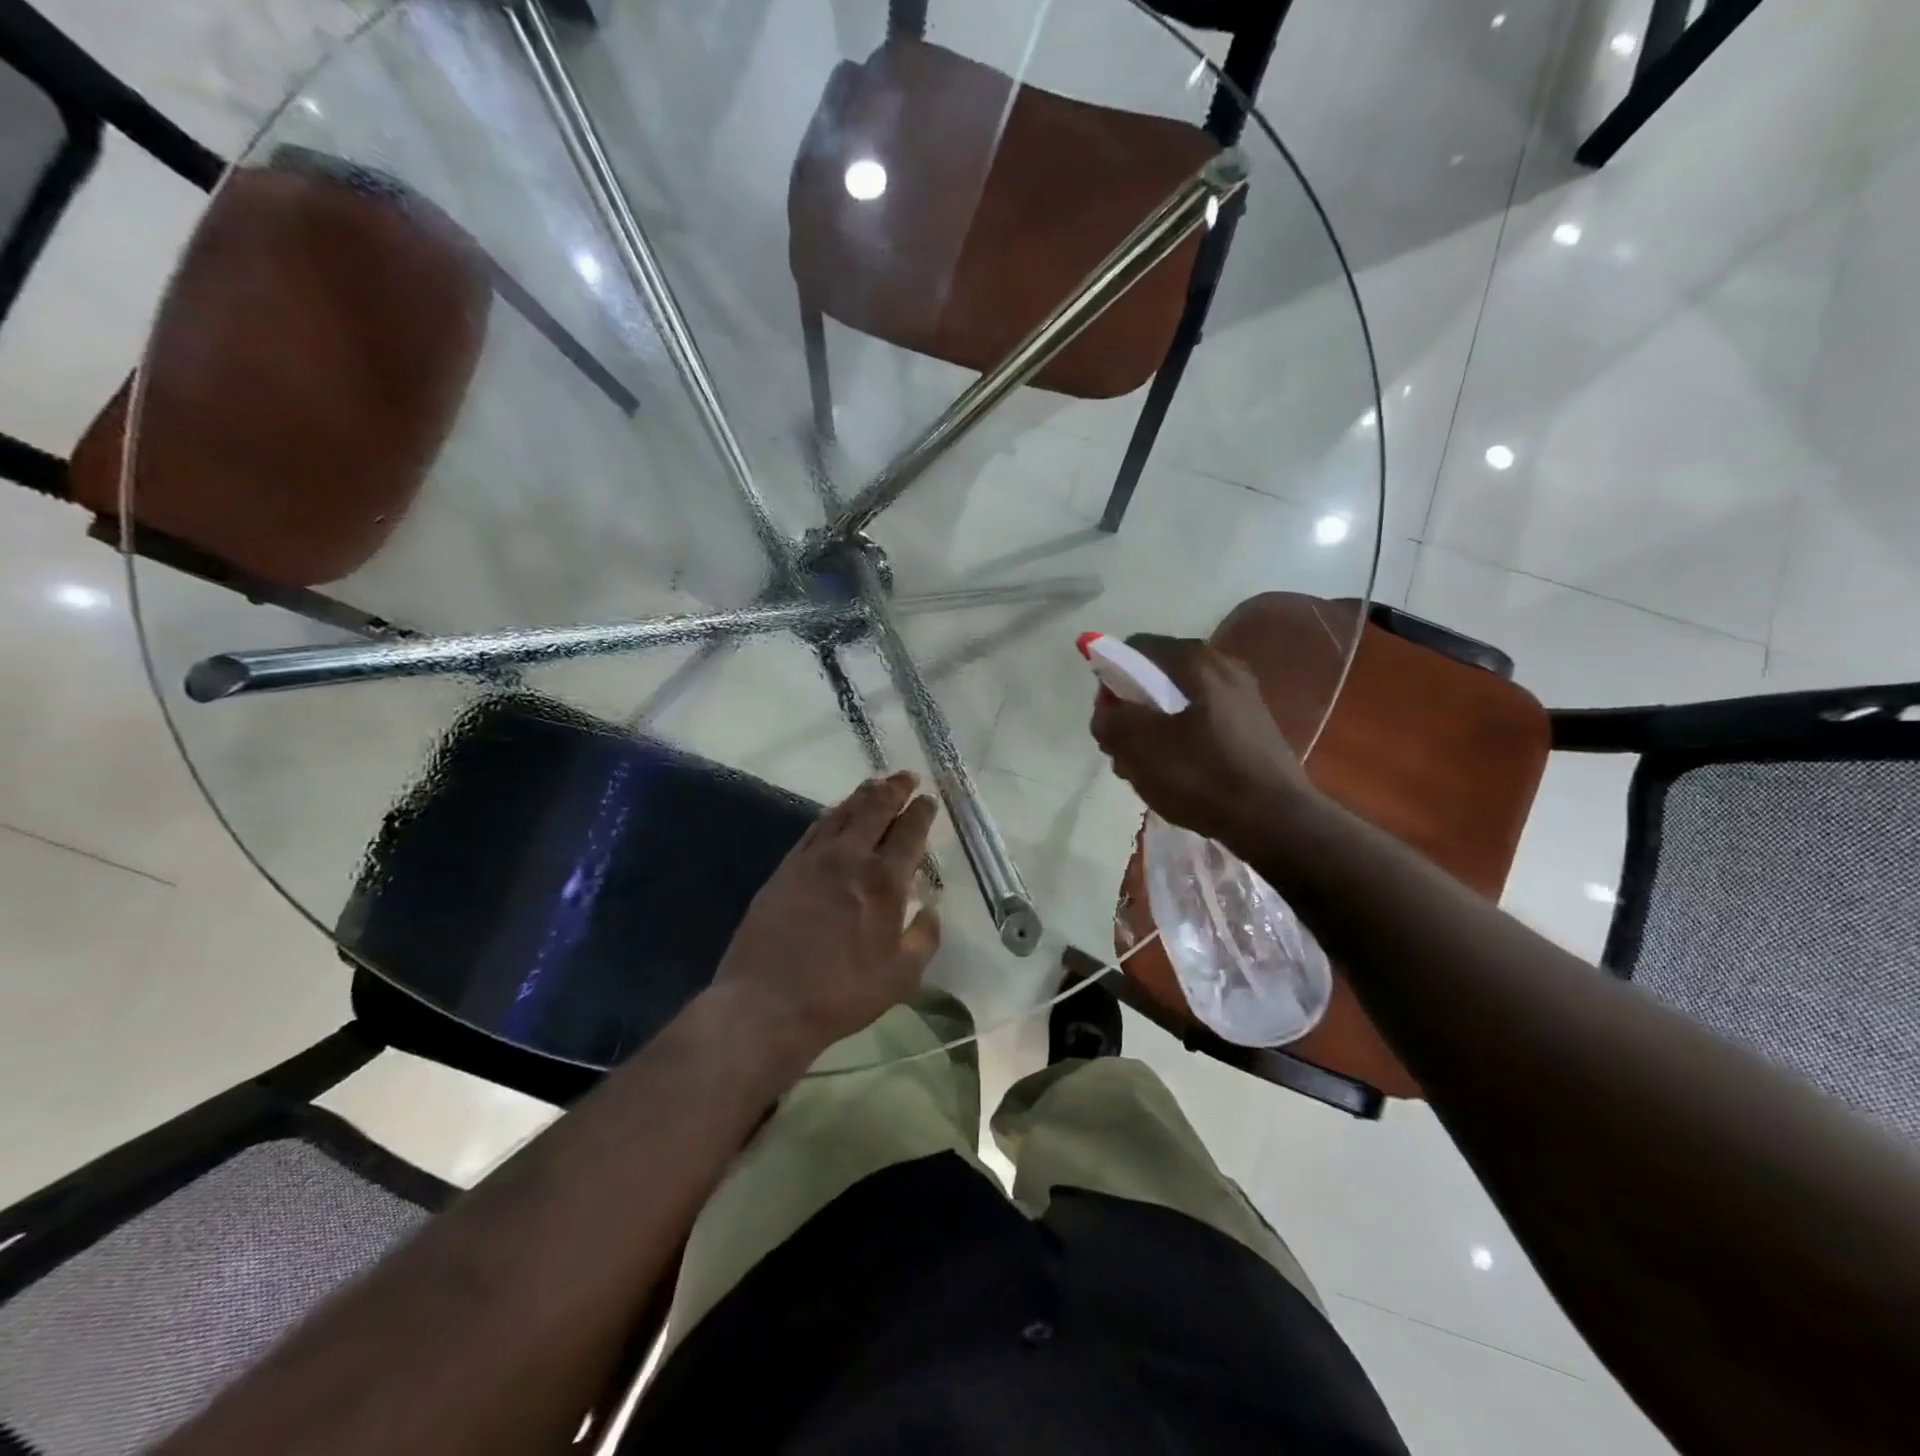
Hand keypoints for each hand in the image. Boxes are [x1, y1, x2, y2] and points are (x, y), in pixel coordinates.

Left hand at [712, 771, 940, 1064]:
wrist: (766, 1004)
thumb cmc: (841, 993)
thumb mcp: (901, 976)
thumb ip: (924, 938)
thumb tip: (931, 910)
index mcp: (883, 881)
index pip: (908, 833)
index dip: (921, 812)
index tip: (928, 799)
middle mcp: (849, 858)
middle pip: (874, 810)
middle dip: (894, 789)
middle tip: (906, 776)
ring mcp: (812, 860)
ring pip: (842, 813)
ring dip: (863, 795)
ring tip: (876, 784)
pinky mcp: (785, 869)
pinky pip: (814, 830)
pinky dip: (831, 814)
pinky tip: (836, 814)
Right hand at [1089, 634, 1313, 847]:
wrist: (1275, 820)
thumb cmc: (1203, 776)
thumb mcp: (1140, 748)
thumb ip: (1111, 720)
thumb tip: (1107, 711)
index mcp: (1196, 661)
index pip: (1136, 648)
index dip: (1111, 678)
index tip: (1109, 718)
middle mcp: (1223, 666)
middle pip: (1156, 677)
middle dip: (1132, 710)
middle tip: (1124, 749)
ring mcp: (1242, 696)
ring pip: (1177, 703)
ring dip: (1153, 730)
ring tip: (1147, 769)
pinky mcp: (1251, 726)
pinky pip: (1200, 722)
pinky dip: (1180, 741)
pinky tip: (1177, 775)